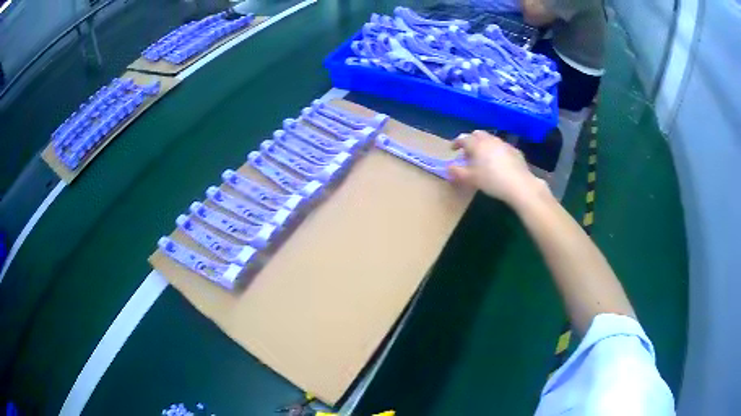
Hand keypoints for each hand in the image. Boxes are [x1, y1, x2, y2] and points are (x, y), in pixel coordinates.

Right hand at [448, 130, 548, 207]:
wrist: (519, 185)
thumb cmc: (491, 180)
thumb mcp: (471, 179)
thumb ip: (457, 172)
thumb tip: (448, 167)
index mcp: (477, 144)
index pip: (463, 138)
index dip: (456, 143)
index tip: (453, 149)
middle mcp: (490, 140)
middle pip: (478, 134)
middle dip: (471, 141)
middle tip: (468, 153)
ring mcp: (504, 144)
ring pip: (491, 139)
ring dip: (484, 145)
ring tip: (483, 158)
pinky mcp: (515, 151)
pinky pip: (502, 147)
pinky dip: (496, 151)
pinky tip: (499, 163)